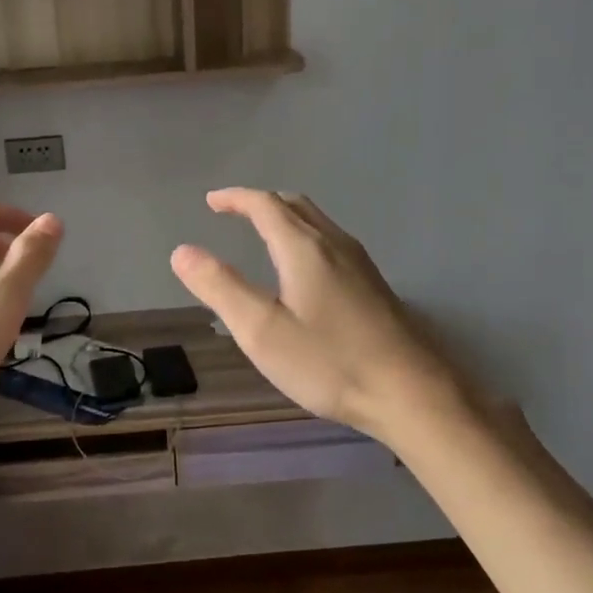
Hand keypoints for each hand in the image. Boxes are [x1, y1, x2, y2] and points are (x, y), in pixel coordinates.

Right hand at [171, 189, 467, 440]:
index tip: (211, 201)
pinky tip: (303, 269)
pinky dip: (304, 237)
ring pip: (317, 222)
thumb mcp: (261, 330)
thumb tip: (182, 251)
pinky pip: (331, 242)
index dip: (235, 198)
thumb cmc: (329, 362)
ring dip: (285, 217)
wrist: (411, 393)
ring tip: (263, 232)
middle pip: (294, 205)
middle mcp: (335, 244)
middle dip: (260, 202)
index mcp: (304, 248)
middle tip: (233, 211)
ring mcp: (361, 264)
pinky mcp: (374, 286)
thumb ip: (220, 287)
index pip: (265, 205)